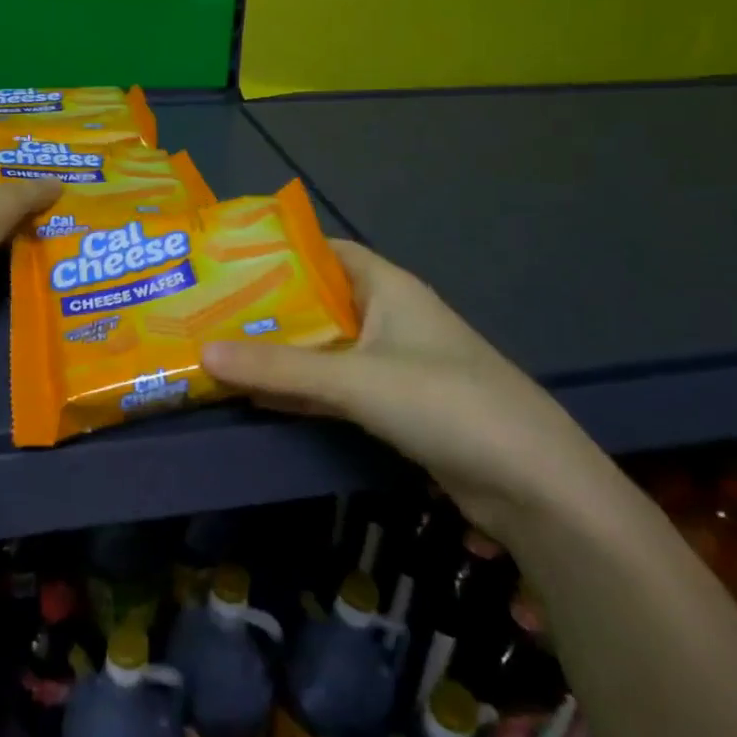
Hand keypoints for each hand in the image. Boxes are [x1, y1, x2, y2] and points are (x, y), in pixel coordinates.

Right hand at [202, 241, 613, 535]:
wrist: (533, 486)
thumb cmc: (444, 402)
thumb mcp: (355, 379)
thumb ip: (280, 367)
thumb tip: (203, 351)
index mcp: (389, 288)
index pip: (329, 252)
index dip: (285, 250)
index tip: (232, 256)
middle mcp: (390, 318)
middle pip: (320, 302)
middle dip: (271, 306)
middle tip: (211, 307)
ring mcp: (394, 365)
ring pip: (325, 349)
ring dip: (282, 352)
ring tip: (221, 348)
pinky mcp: (397, 409)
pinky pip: (336, 388)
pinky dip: (301, 390)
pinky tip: (258, 398)